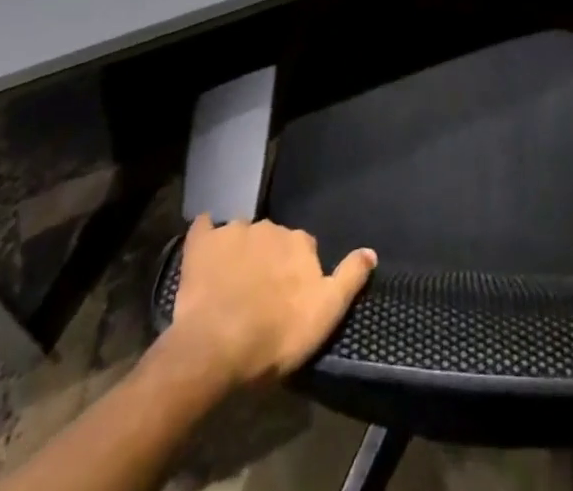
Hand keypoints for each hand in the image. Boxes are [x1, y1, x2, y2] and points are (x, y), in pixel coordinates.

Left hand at [165, 215, 375, 388]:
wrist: (216, 346)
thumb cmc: (276, 335)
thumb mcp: (326, 314)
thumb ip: (349, 278)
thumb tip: (371, 251)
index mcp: (300, 242)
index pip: (304, 248)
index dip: (297, 271)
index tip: (290, 296)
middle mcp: (270, 227)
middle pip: (272, 239)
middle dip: (268, 258)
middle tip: (259, 293)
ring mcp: (233, 231)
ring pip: (241, 234)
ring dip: (239, 251)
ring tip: (230, 283)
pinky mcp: (201, 242)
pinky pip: (204, 229)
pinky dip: (206, 235)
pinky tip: (203, 249)